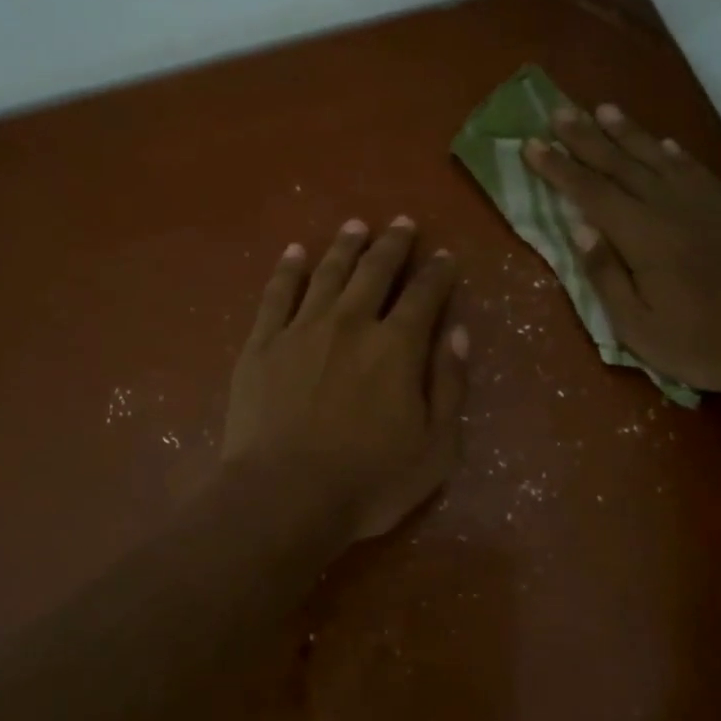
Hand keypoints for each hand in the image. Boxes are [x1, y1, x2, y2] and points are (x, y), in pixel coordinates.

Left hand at [222, 217, 468, 540]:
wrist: (284, 497)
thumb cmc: (368, 481)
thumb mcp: (435, 447)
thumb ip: (449, 385)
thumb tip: (457, 332)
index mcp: (396, 346)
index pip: (424, 295)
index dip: (437, 272)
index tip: (444, 255)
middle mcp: (351, 323)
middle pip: (375, 271)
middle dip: (393, 244)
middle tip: (402, 223)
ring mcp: (302, 329)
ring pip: (328, 273)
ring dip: (345, 246)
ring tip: (355, 225)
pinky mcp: (262, 344)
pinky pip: (276, 294)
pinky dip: (288, 269)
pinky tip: (295, 252)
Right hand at [521, 104, 720, 400]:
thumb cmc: (700, 345)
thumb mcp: (637, 327)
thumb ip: (605, 275)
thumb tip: (579, 228)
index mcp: (643, 237)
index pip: (590, 193)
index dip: (558, 168)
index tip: (531, 144)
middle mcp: (670, 208)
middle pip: (619, 165)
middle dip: (585, 137)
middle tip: (558, 111)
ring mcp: (703, 206)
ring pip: (657, 158)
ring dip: (627, 132)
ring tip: (603, 109)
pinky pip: (695, 171)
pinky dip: (675, 153)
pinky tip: (664, 144)